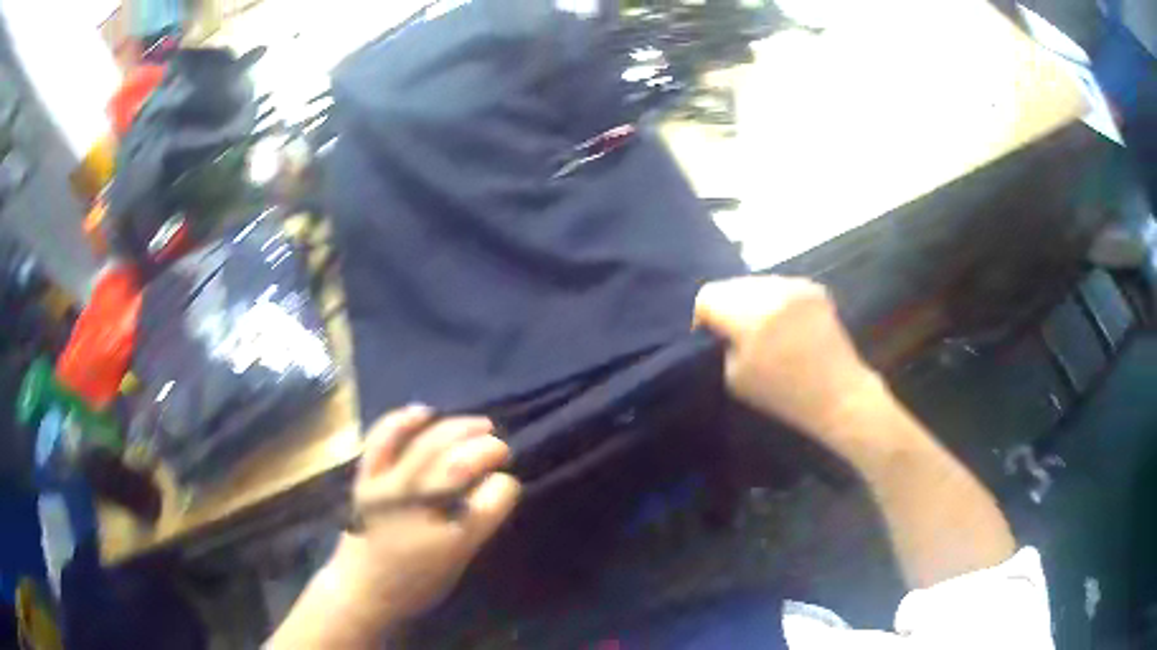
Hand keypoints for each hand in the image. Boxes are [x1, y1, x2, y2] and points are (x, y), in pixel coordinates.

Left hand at [328, 406, 521, 631]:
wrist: (361, 589)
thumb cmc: (415, 584)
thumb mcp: (458, 563)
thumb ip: (477, 524)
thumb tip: (493, 485)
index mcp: (452, 538)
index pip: (493, 497)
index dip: (506, 485)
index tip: (507, 484)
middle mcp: (419, 507)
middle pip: (461, 464)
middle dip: (488, 448)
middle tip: (500, 448)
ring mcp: (387, 487)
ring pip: (428, 444)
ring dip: (458, 428)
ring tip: (480, 425)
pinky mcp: (366, 478)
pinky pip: (382, 439)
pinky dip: (403, 421)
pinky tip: (424, 412)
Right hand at [694, 276, 885, 454]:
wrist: (838, 393)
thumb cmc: (784, 395)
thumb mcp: (736, 377)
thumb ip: (722, 343)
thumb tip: (719, 325)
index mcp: (750, 315)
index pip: (709, 295)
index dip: (703, 316)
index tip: (712, 336)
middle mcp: (773, 292)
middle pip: (731, 285)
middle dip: (728, 306)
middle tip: (736, 333)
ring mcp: (796, 286)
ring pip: (756, 282)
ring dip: (751, 301)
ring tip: (762, 328)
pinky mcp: (813, 288)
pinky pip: (780, 286)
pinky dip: (775, 301)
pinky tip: (785, 323)